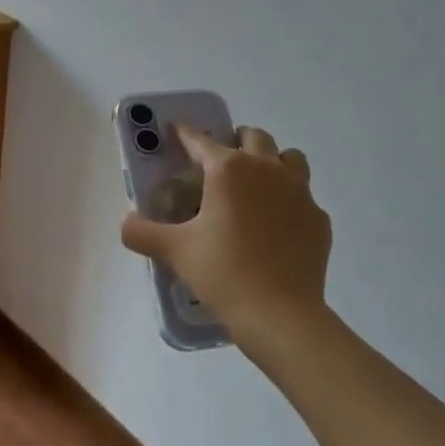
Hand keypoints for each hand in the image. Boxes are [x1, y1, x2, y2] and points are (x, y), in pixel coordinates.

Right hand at [121, 124, 331, 354]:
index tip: (177, 130)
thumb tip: (126, 223)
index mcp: (228, 170)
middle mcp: (266, 169)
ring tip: (256, 184)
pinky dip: (289, 201)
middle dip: (235, 140)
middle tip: (220, 161)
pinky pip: (304, 196)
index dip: (186, 133)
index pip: (201, 140)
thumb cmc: (223, 274)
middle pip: (253, 137)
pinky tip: (278, 225)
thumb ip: (143, 232)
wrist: (280, 315)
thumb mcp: (175, 252)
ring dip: (272, 161)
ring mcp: (299, 192)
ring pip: (289, 158)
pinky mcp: (318, 218)